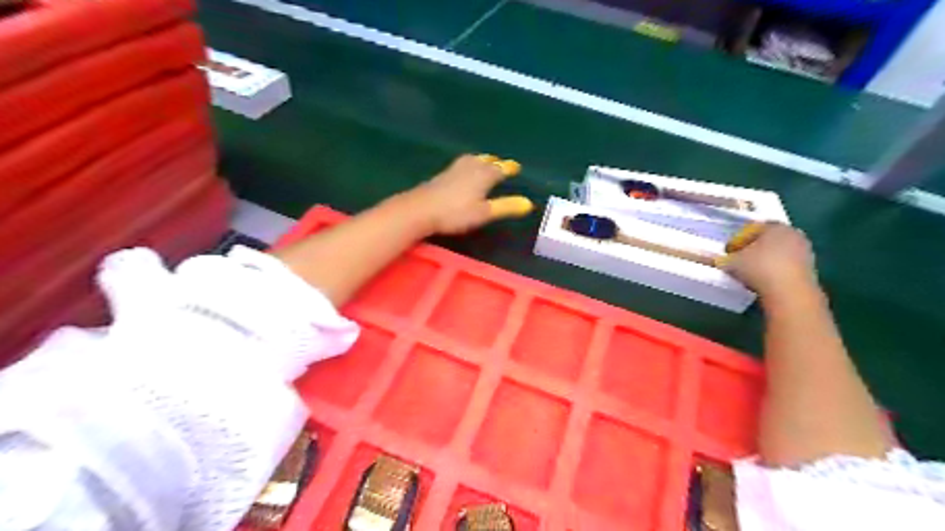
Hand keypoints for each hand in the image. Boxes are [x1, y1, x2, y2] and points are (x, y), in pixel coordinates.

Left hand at [405, 153, 534, 234]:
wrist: (420, 209)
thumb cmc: (455, 213)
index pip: (500, 169)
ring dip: (481, 160)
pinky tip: (463, 171)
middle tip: (501, 163)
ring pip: (472, 160)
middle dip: (495, 162)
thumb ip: (506, 207)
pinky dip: (468, 164)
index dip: (509, 168)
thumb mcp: (484, 213)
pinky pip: (461, 165)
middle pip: (486, 161)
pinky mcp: (442, 175)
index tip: (516, 167)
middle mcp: (470, 167)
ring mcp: (454, 170)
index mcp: (484, 175)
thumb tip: (529, 203)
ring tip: (484, 162)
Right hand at [725, 221, 819, 297]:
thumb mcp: (732, 262)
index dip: (738, 239)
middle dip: (753, 248)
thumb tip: (722, 260)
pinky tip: (764, 281)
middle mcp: (793, 234)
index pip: (752, 228)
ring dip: (764, 260)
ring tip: (750, 273)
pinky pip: (786, 265)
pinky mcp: (810, 269)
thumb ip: (725, 258)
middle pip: (767, 239)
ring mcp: (804, 251)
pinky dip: (775, 270)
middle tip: (739, 260)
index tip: (728, 251)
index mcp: (774, 226)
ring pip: (778, 252)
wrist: (790, 292)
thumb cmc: (759, 268)